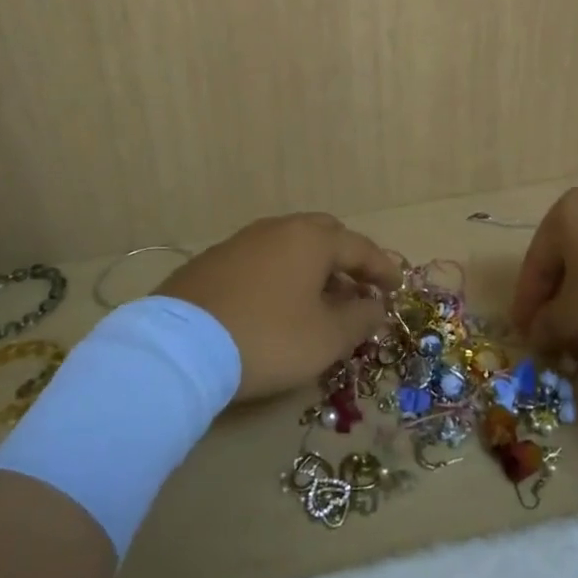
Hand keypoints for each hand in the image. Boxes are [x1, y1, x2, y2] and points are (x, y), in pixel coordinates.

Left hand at [163, 213, 399, 401]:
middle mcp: (278, 229)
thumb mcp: (326, 338)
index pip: (360, 248)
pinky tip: (276, 303)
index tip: (397, 288)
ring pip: (289, 246)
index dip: (383, 269)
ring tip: (318, 299)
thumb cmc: (269, 338)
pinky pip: (261, 260)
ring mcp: (241, 241)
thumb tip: (375, 306)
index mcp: (311, 239)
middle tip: (357, 286)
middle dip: (345, 259)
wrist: (180, 348)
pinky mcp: (212, 261)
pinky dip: (280, 275)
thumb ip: (360, 318)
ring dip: (311, 267)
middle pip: (323, 235)